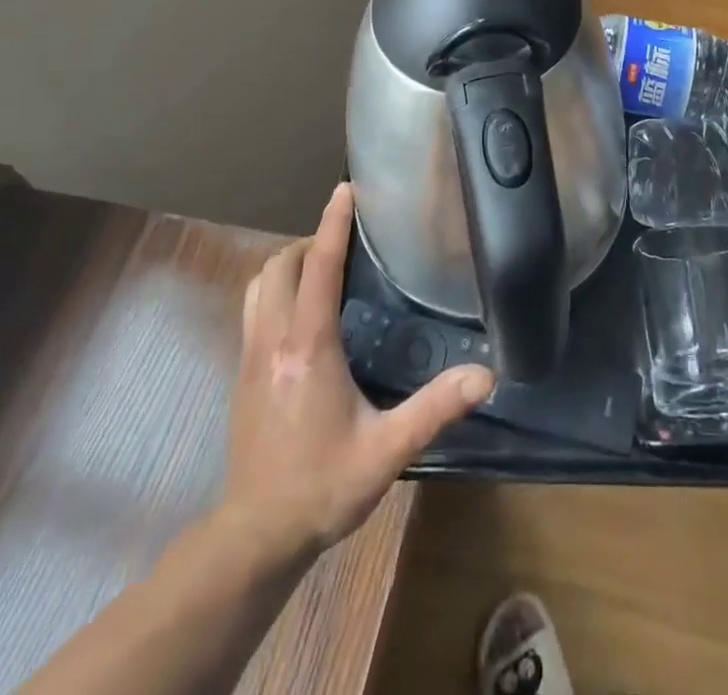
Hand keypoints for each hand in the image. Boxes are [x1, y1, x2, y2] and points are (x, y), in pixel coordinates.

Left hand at [222, 183, 493, 561]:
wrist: (256, 536)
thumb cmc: (322, 487)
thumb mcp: (386, 450)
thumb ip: (435, 409)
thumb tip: (485, 376)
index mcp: (308, 347)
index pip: (318, 268)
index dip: (332, 224)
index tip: (347, 190)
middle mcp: (273, 341)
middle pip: (280, 266)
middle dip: (310, 241)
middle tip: (346, 243)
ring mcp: (250, 357)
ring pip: (258, 285)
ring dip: (287, 264)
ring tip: (322, 268)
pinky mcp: (241, 374)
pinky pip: (253, 309)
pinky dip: (275, 290)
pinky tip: (301, 312)